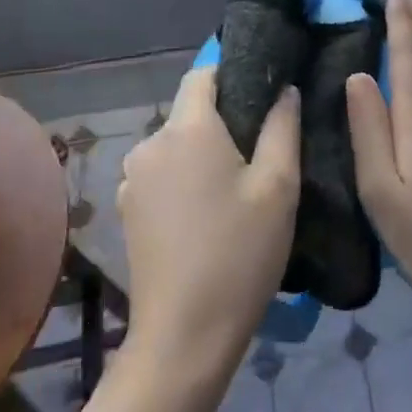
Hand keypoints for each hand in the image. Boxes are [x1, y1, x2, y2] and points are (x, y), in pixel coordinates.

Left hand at [117, 68, 301, 381]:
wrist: (183, 336)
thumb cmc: (239, 254)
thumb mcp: (278, 187)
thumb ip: (283, 128)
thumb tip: (284, 91)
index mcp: (187, 129)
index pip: (202, 75)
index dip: (231, 75)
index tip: (261, 95)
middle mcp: (151, 143)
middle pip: (189, 113)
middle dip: (222, 121)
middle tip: (259, 152)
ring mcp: (132, 178)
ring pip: (175, 145)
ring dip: (201, 154)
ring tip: (235, 188)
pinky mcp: (127, 209)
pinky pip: (160, 174)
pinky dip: (182, 180)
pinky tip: (205, 215)